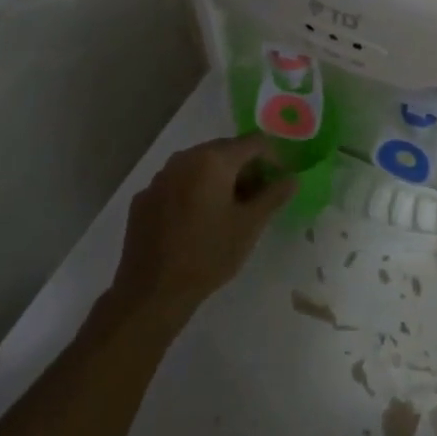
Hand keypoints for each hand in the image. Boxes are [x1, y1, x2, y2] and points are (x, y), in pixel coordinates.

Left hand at [110, 134, 294, 317]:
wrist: (152, 292)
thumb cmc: (209, 254)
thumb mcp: (250, 225)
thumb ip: (274, 195)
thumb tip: (292, 178)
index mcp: (212, 160)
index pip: (253, 142)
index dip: (273, 157)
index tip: (280, 181)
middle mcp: (183, 159)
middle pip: (224, 150)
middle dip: (246, 168)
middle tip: (258, 196)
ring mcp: (159, 178)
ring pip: (199, 166)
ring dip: (220, 179)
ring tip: (230, 209)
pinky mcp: (144, 199)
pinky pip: (177, 184)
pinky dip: (194, 192)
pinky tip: (197, 221)